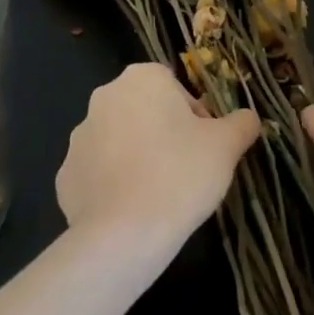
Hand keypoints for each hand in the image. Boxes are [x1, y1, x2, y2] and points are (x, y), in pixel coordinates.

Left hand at [56, 62, 260, 255]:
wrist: (124, 236)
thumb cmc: (180, 175)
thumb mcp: (226, 146)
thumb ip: (242, 123)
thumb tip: (249, 118)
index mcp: (142, 79)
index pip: (175, 87)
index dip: (195, 116)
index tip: (205, 146)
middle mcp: (105, 97)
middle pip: (145, 110)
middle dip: (164, 134)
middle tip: (185, 170)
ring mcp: (80, 137)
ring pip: (120, 140)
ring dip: (137, 157)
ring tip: (159, 194)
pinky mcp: (65, 175)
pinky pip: (97, 173)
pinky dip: (113, 185)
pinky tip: (132, 210)